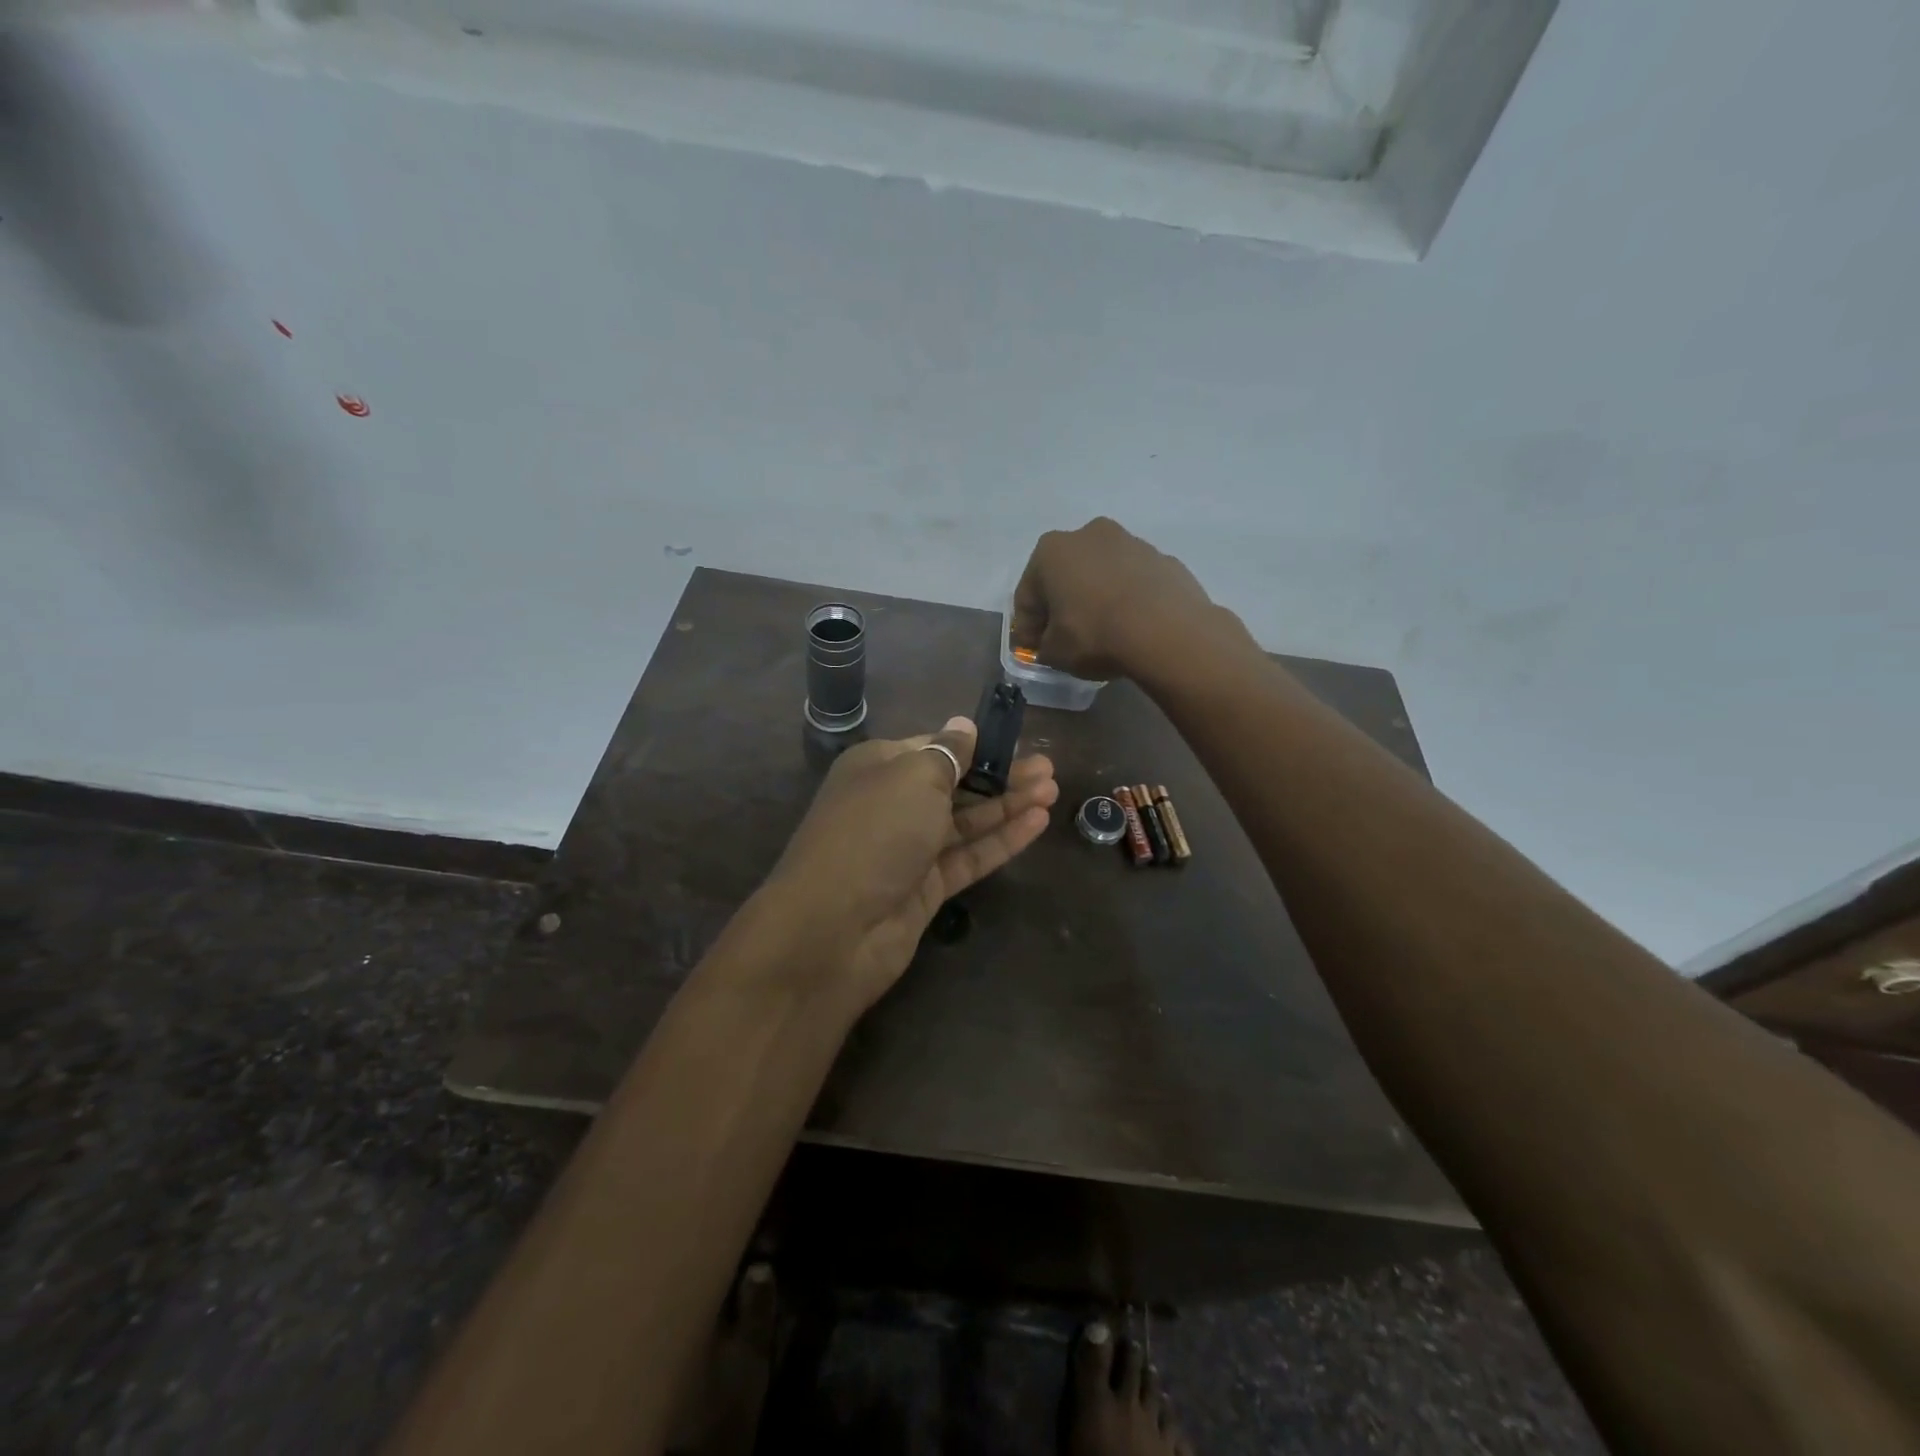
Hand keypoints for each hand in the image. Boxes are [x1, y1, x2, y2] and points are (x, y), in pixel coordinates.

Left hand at [760, 717, 1056, 1010]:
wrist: (834, 928)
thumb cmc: (875, 832)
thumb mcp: (913, 777)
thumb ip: (947, 753)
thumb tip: (963, 725)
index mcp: (879, 766)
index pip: (933, 747)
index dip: (974, 745)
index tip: (1015, 741)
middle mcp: (893, 803)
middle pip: (955, 784)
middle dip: (1000, 775)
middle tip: (1048, 768)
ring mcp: (910, 848)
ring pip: (967, 821)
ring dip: (1008, 805)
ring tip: (1053, 790)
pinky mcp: (926, 887)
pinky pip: (970, 855)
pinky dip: (1002, 839)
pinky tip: (1037, 822)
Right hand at [1010, 517, 1226, 680]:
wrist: (1167, 632)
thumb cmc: (1095, 635)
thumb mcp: (1054, 653)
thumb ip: (1044, 646)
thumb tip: (1050, 644)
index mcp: (1050, 551)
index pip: (1027, 595)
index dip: (1028, 627)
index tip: (1034, 650)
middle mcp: (1088, 534)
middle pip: (1065, 575)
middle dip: (1062, 604)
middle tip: (1066, 638)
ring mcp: (1131, 542)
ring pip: (1102, 574)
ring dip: (1097, 597)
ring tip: (1104, 632)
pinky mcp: (1163, 558)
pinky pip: (1134, 582)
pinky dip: (1129, 599)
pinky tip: (1133, 627)